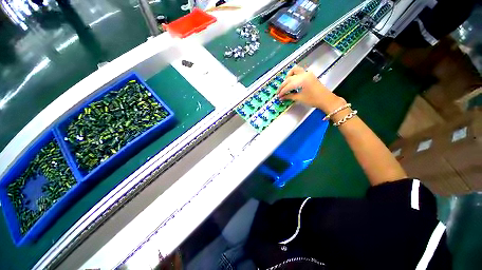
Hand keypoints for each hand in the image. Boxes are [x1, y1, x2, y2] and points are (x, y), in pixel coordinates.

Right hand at [277, 65, 345, 113]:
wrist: (326, 99)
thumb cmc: (313, 100)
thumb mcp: (300, 98)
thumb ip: (289, 96)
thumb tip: (281, 97)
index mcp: (301, 81)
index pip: (288, 86)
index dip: (282, 91)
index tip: (278, 96)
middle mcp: (304, 75)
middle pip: (289, 79)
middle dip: (283, 86)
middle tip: (279, 92)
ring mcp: (307, 73)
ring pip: (294, 70)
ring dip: (288, 76)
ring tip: (285, 84)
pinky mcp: (309, 75)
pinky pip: (299, 72)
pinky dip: (294, 75)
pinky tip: (292, 82)